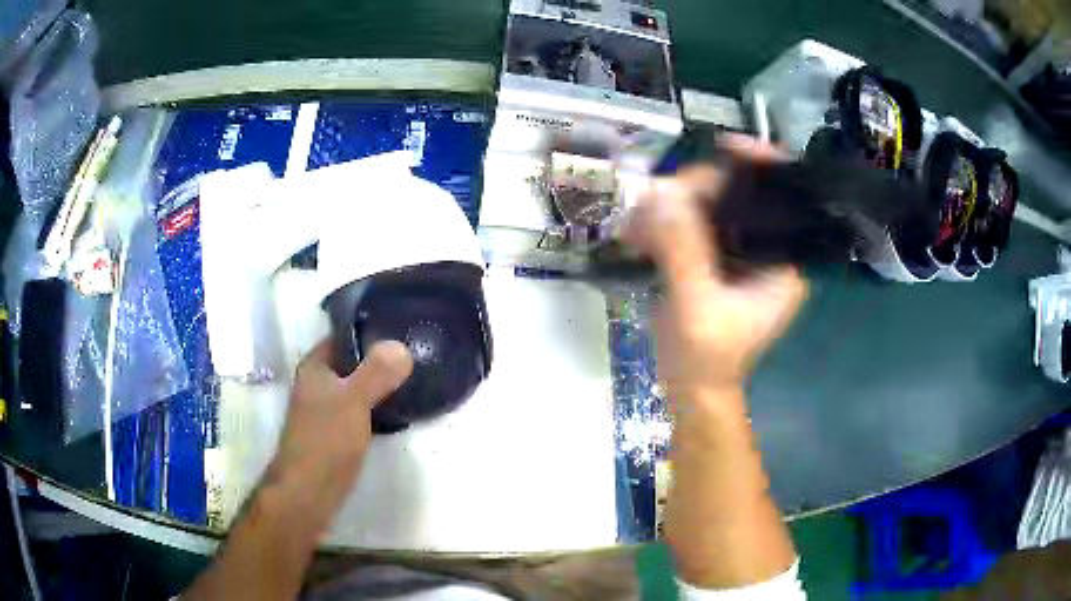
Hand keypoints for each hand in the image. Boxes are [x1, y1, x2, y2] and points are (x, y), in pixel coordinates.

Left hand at [267, 339, 412, 524]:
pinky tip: (400, 410)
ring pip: (358, 387)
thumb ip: (376, 373)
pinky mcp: (337, 434)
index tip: (402, 326)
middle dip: (380, 358)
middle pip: (352, 362)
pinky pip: (361, 410)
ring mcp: (327, 411)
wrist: (309, 492)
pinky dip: (378, 407)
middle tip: (416, 352)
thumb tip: (401, 346)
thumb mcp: (353, 401)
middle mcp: (318, 385)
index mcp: (315, 368)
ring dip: (381, 384)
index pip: (343, 335)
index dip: (369, 328)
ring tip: (414, 377)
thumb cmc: (325, 441)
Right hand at [623, 134, 807, 397]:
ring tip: (637, 224)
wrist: (691, 390)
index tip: (725, 144)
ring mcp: (737, 253)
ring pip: (709, 206)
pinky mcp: (712, 259)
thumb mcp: (697, 303)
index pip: (783, 197)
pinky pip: (689, 224)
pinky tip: (637, 235)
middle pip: (738, 194)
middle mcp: (766, 249)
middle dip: (697, 189)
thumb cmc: (706, 356)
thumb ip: (683, 248)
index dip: (760, 164)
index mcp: (783, 261)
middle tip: (655, 201)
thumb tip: (660, 193)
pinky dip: (663, 223)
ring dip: (671, 206)